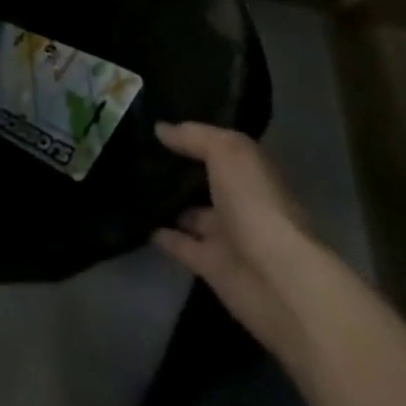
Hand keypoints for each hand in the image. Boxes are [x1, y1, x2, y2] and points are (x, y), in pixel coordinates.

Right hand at [152, 121, 317, 356]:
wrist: (276, 280)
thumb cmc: (255, 204)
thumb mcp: (226, 151)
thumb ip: (194, 136)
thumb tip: (161, 130)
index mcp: (251, 176)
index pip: (220, 150)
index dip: (193, 137)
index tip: (159, 125)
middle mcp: (241, 204)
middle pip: (205, 183)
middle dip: (178, 171)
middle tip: (138, 153)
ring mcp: (226, 238)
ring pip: (190, 215)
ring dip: (167, 203)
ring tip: (129, 184)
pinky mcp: (210, 266)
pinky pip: (179, 244)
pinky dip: (160, 234)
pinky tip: (134, 218)